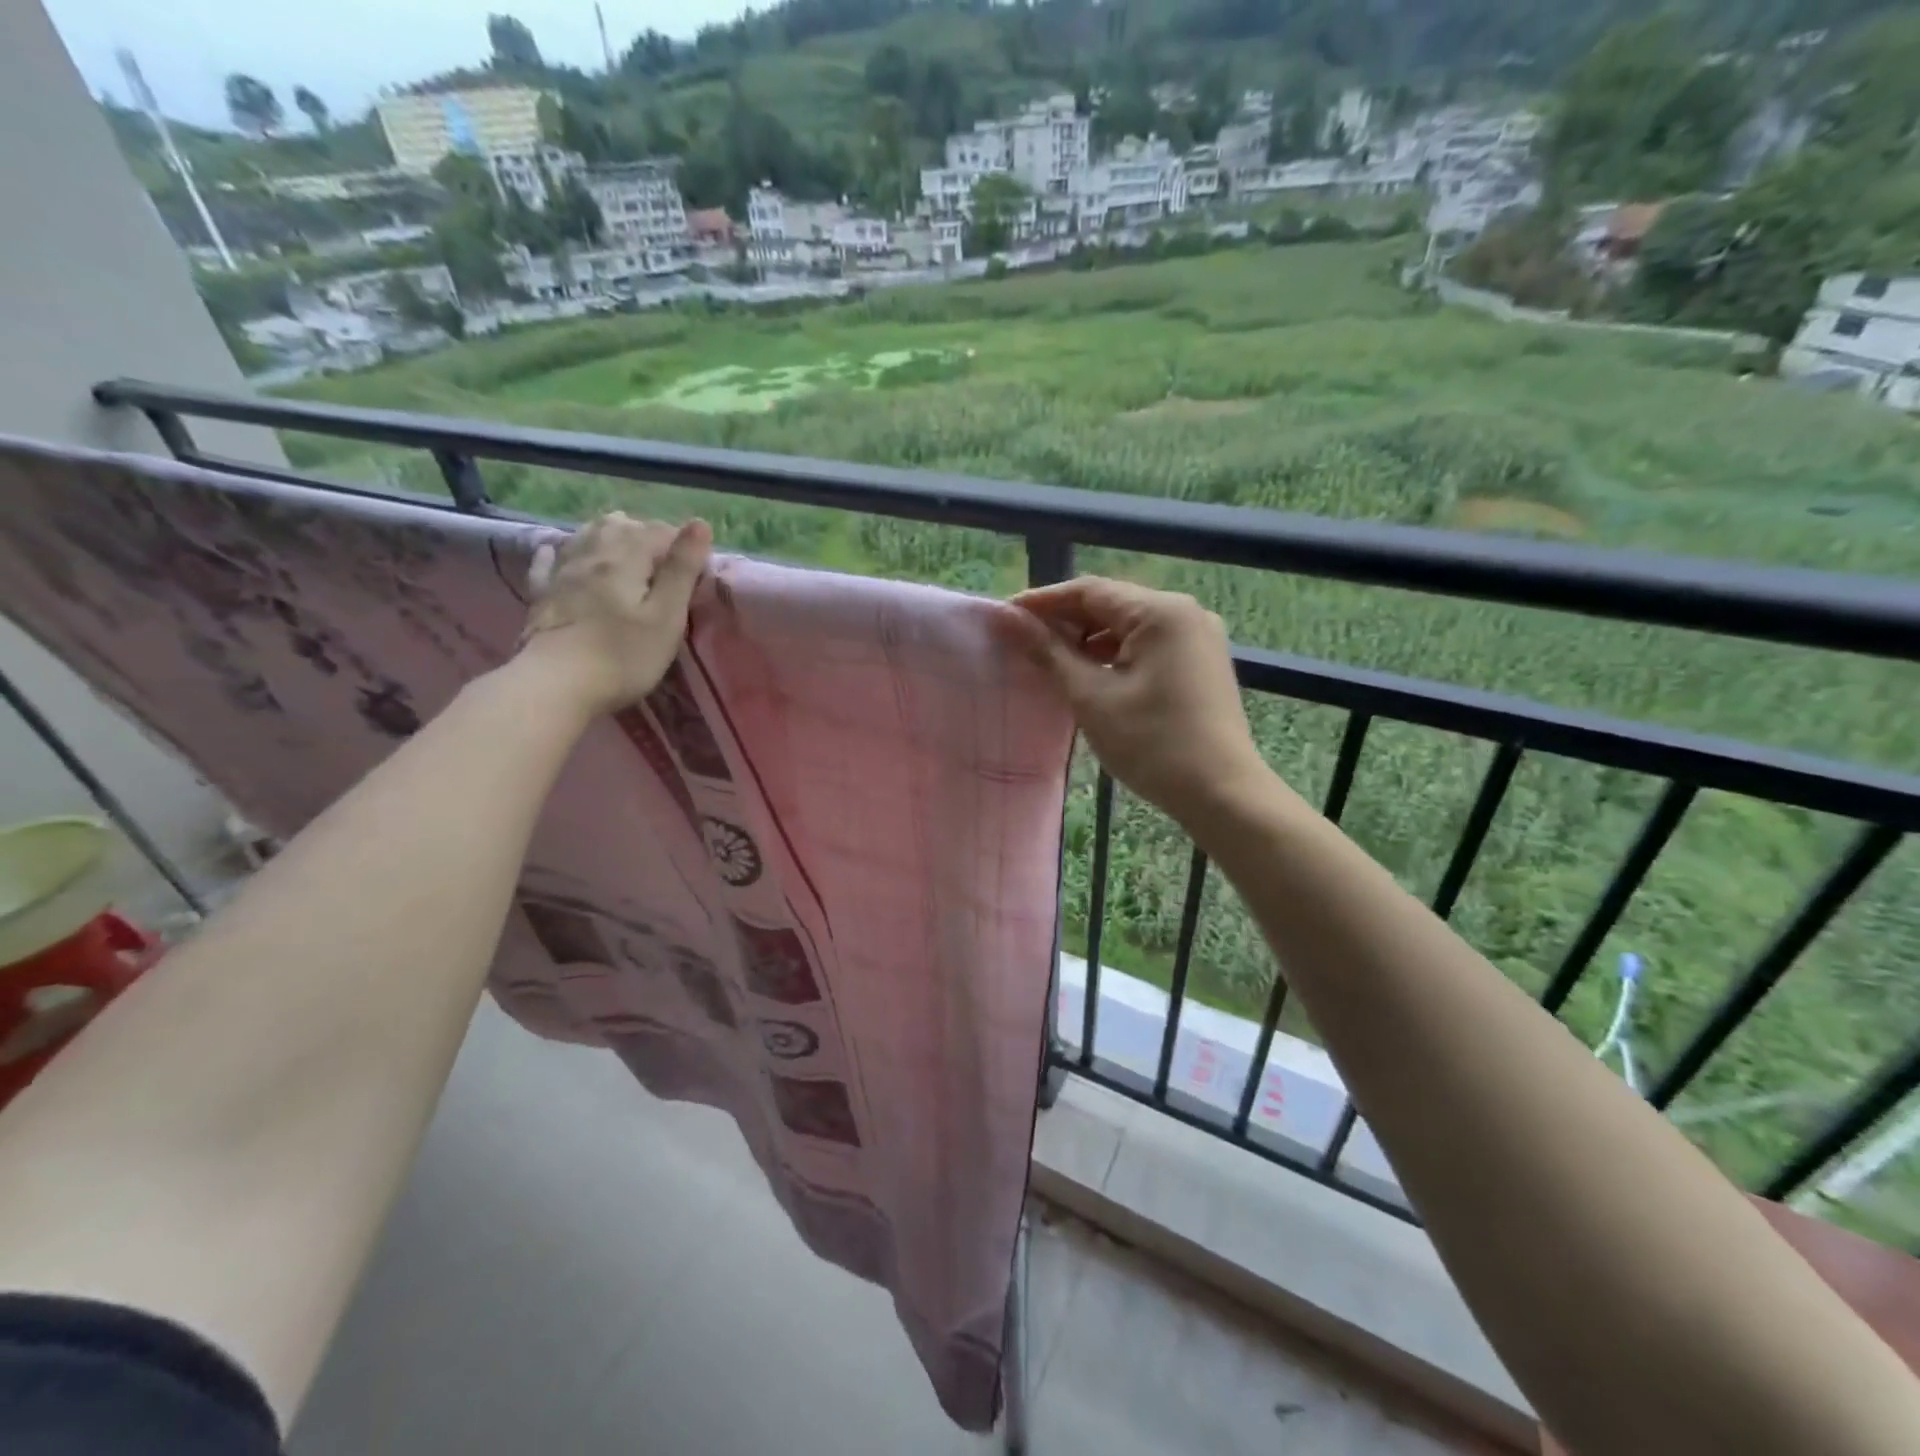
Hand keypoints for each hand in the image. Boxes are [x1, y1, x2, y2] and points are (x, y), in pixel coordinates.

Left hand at [518, 512, 712, 715]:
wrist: (555, 685)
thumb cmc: (623, 655)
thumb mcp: (667, 616)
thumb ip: (682, 569)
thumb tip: (699, 523)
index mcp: (626, 557)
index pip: (658, 531)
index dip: (681, 545)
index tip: (694, 572)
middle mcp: (591, 553)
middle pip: (619, 526)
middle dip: (645, 535)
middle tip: (664, 564)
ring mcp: (561, 572)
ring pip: (586, 536)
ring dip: (608, 535)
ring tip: (624, 551)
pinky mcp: (542, 595)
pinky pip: (549, 561)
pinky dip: (560, 552)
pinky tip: (556, 552)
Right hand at [1001, 576, 1269, 823]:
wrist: (1222, 794)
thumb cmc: (1152, 744)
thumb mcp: (1091, 697)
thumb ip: (1049, 652)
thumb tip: (1008, 620)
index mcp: (1160, 611)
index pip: (1089, 591)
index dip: (1042, 601)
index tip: (1004, 616)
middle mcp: (1185, 612)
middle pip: (1111, 605)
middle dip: (1065, 621)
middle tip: (1021, 641)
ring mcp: (1198, 637)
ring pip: (1129, 626)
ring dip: (1089, 640)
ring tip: (1050, 661)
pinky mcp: (1201, 662)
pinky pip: (1149, 645)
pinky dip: (1116, 655)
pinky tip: (1090, 675)